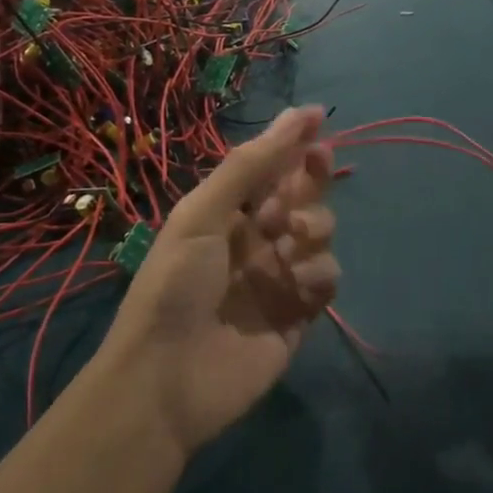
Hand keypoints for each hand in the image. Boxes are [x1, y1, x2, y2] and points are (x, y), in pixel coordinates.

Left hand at [99, 106, 337, 457]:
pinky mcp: (298, 315)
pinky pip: (326, 279)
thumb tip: (300, 113)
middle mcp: (258, 238)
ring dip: (314, 225)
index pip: (272, 166)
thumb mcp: (203, 213)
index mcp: (229, 212)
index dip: (295, 142)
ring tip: (290, 239)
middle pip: (303, 194)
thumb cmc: (176, 284)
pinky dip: (318, 274)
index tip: (319, 121)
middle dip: (311, 178)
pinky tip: (298, 283)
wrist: (166, 380)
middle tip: (315, 166)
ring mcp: (279, 276)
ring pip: (320, 232)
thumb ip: (251, 165)